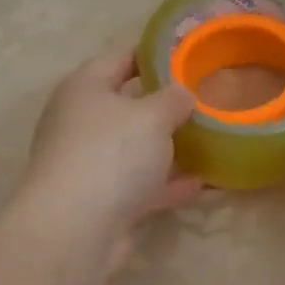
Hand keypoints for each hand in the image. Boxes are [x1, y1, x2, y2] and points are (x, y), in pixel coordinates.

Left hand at [18, 51, 201, 271]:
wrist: (76, 229)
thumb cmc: (111, 154)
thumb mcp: (152, 116)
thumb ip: (173, 99)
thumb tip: (181, 92)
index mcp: (84, 88)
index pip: (119, 59)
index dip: (152, 55)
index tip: (187, 57)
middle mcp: (80, 123)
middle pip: (126, 106)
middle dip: (164, 106)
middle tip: (203, 101)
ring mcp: (89, 164)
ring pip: (134, 149)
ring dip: (167, 149)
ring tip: (208, 142)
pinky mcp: (100, 201)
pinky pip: (140, 186)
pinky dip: (167, 185)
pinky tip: (201, 186)